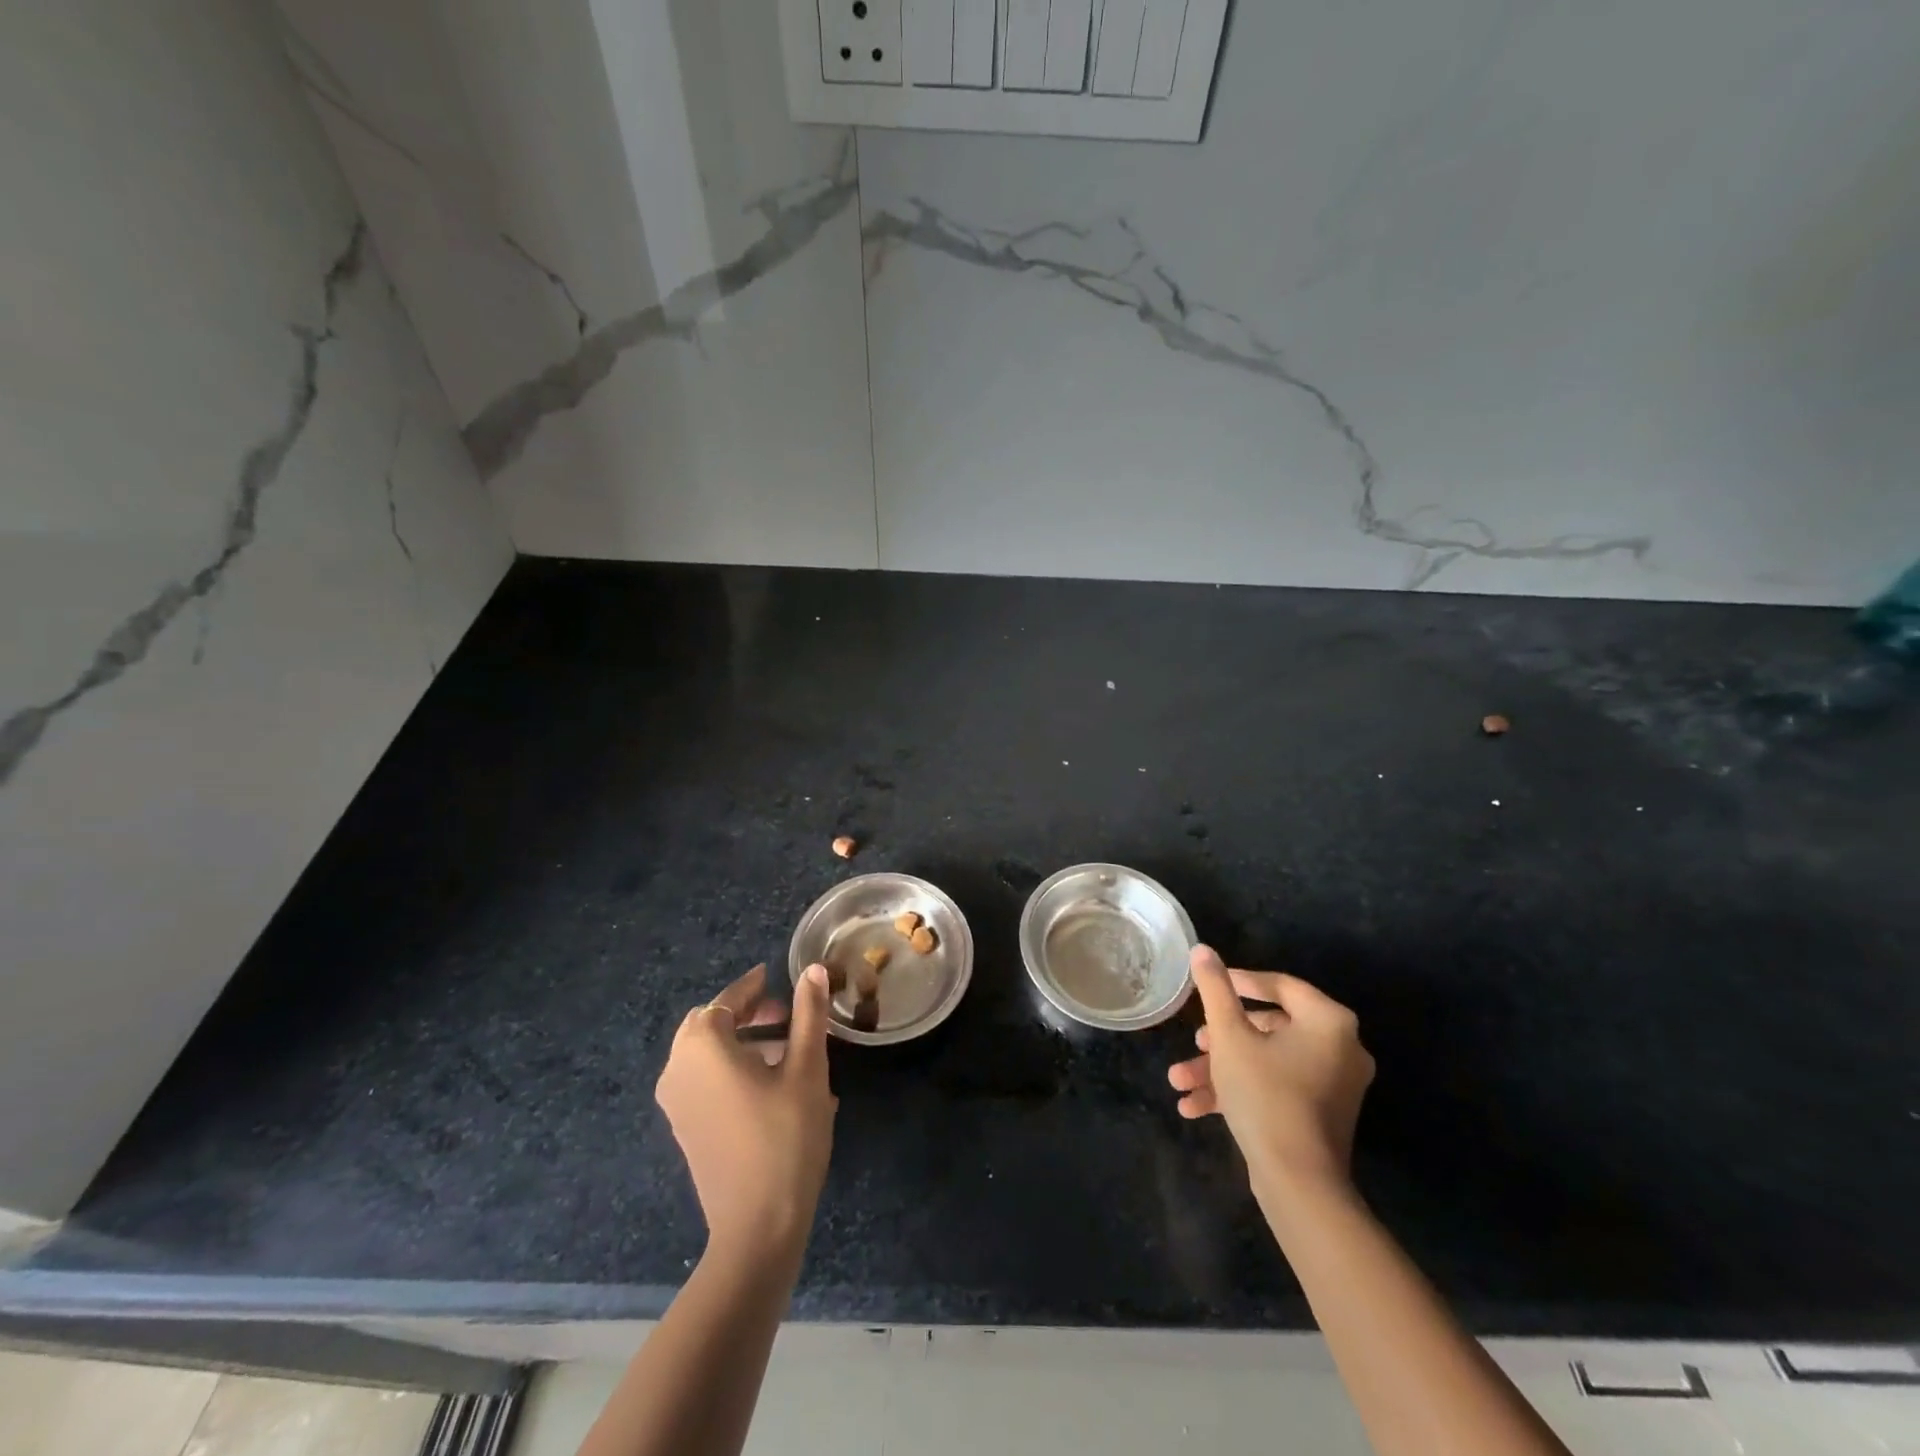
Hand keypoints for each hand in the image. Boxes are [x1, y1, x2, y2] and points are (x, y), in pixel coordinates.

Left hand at [655, 963, 837, 1263]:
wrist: (757, 1227)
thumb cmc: (785, 1137)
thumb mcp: (807, 1068)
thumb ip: (808, 1014)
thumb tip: (814, 970)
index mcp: (702, 1047)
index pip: (727, 1000)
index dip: (753, 986)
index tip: (775, 975)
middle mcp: (677, 1069)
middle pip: (710, 1024)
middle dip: (747, 1014)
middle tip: (786, 1014)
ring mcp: (676, 1103)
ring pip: (707, 1054)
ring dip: (743, 1042)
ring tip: (789, 1049)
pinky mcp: (685, 1128)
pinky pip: (705, 1081)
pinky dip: (732, 1068)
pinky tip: (773, 1085)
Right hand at [1168, 946, 1374, 1198]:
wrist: (1299, 1184)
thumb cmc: (1264, 1094)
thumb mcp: (1229, 1035)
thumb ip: (1215, 988)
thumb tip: (1202, 950)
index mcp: (1328, 1021)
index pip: (1278, 985)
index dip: (1237, 981)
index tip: (1206, 984)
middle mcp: (1340, 1048)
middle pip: (1268, 1027)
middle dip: (1220, 1038)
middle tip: (1194, 1042)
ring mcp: (1333, 1084)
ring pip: (1265, 1061)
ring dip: (1220, 1069)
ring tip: (1180, 1082)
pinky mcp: (1321, 1114)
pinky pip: (1276, 1087)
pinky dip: (1239, 1091)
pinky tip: (1195, 1106)